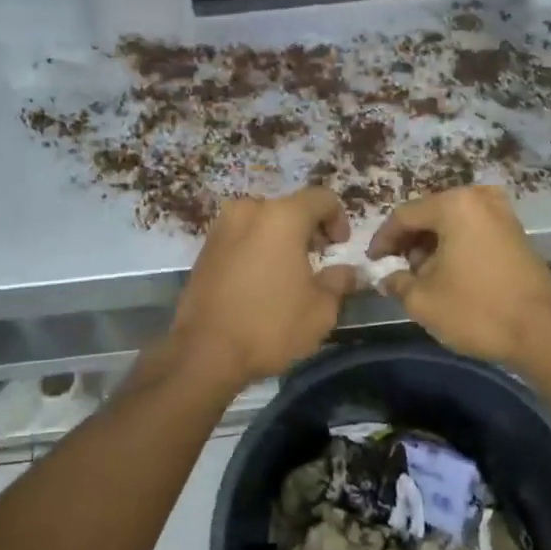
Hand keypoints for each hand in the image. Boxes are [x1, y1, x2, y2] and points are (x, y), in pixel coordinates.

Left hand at [168, 188, 356, 387]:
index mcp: (282, 217)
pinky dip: (257, 249)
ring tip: (288, 274)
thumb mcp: (321, 309)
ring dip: (281, 239)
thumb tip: (346, 271)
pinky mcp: (204, 249)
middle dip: (308, 230)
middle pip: (289, 208)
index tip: (340, 246)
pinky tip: (261, 282)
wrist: (204, 351)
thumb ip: (339, 281)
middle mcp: (249, 211)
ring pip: (262, 222)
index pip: (321, 198)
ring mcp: (221, 228)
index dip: (339, 218)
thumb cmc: (270, 325)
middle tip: (317, 261)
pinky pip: (241, 238)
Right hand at [368, 185, 550, 367]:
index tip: (373, 263)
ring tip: (423, 278)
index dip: (383, 240)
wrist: (544, 332)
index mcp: (454, 205)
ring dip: (433, 247)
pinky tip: (450, 276)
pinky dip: (456, 249)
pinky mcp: (517, 234)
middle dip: (410, 242)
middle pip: (430, 215)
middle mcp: (479, 199)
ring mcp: (503, 215)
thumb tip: (389, 277)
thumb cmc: (477, 309)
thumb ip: (397, 282)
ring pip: (453, 224)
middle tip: (398, 271)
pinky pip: (474, 232)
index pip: (404, 215)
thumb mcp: (423, 300)